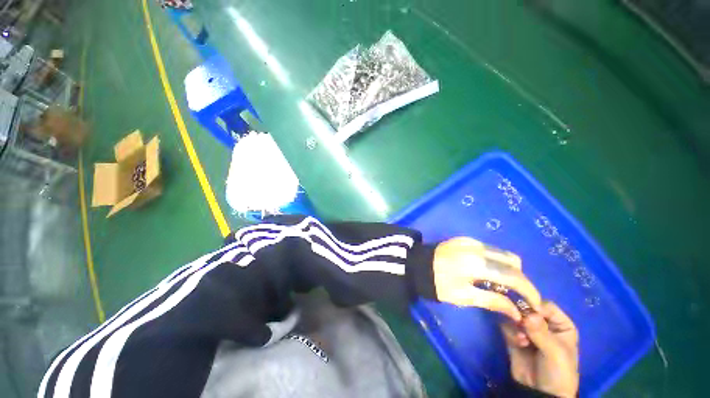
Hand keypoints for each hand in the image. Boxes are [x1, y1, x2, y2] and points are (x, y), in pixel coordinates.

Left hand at [433, 237, 540, 320]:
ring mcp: (471, 241)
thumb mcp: (464, 296)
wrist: (417, 265)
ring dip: (508, 268)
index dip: (529, 291)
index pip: (513, 276)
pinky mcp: (464, 239)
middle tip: (516, 295)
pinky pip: (488, 248)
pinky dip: (494, 260)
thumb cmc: (438, 284)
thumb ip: (492, 301)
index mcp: (477, 263)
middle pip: (512, 261)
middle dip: (519, 279)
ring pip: (502, 253)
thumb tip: (517, 311)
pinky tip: (487, 271)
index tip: (534, 304)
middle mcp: (478, 248)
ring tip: (502, 283)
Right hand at [500, 301, 578, 397]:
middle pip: (527, 308)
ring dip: (516, 326)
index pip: (545, 306)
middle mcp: (543, 324)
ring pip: (515, 316)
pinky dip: (511, 333)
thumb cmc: (558, 371)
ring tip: (522, 340)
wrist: (541, 393)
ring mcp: (527, 330)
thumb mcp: (555, 352)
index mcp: (560, 324)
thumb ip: (541, 331)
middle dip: (521, 316)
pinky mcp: (514, 336)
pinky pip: (507, 326)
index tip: (526, 313)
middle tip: (519, 324)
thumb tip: (527, 313)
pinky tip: (518, 344)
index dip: (535, 306)